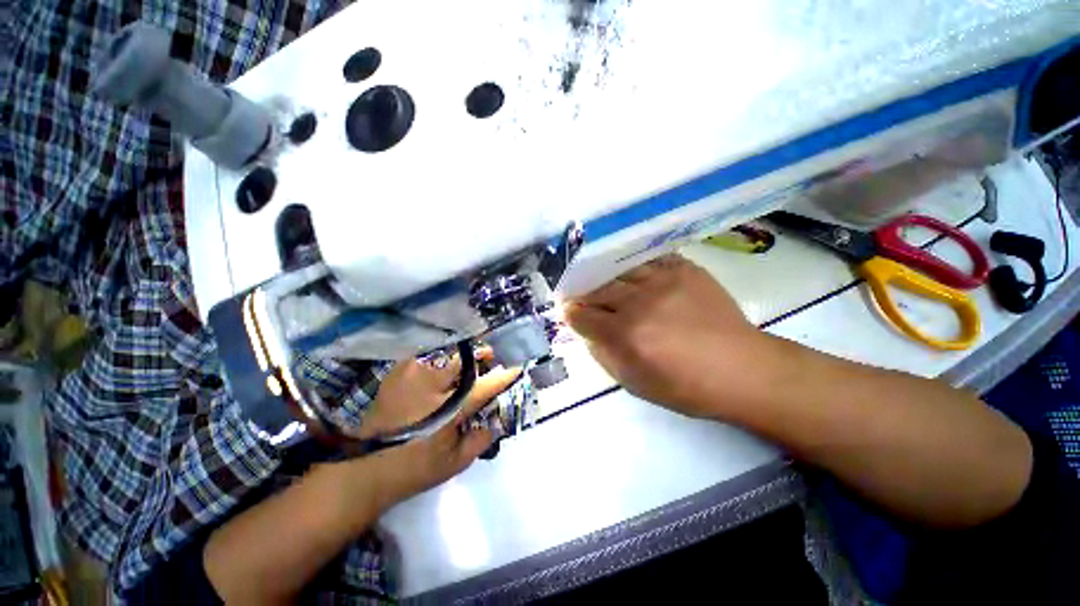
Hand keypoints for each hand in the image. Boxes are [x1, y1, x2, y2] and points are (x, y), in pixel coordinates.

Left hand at [362, 363, 520, 507]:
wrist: (366, 469)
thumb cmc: (415, 468)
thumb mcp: (455, 463)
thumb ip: (480, 440)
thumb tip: (496, 422)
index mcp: (448, 408)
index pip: (484, 386)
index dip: (503, 376)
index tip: (517, 367)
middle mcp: (431, 384)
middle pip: (464, 360)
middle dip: (481, 355)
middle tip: (490, 356)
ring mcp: (411, 375)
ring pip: (445, 354)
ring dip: (460, 357)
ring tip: (466, 363)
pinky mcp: (397, 373)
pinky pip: (425, 358)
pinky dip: (438, 359)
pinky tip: (441, 368)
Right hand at [564, 255, 769, 417]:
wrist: (741, 369)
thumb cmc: (685, 386)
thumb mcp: (634, 383)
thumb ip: (602, 355)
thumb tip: (587, 332)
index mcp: (626, 335)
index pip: (582, 316)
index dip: (571, 315)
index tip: (570, 314)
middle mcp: (639, 303)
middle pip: (596, 289)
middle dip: (583, 295)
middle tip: (581, 297)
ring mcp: (663, 281)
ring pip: (618, 270)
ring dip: (605, 279)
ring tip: (604, 284)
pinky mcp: (684, 269)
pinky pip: (648, 260)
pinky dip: (634, 267)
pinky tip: (632, 274)